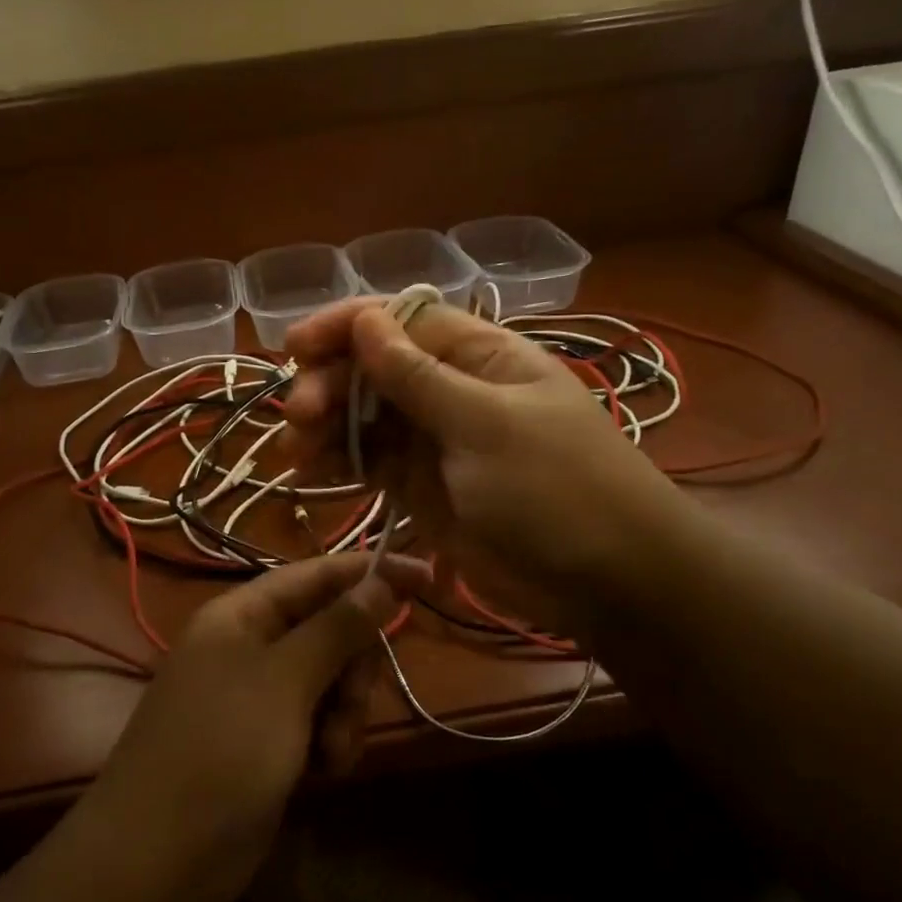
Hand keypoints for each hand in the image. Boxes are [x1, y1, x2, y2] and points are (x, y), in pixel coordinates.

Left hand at [83, 552, 428, 901]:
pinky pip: (317, 720)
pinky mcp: (266, 741)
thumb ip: (336, 628)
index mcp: (241, 615)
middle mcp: (248, 646)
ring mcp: (257, 696)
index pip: (316, 575)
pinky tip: (324, 773)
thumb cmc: (220, 753)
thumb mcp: (285, 682)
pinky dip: (329, 741)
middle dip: (353, 667)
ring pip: (329, 679)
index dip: (370, 572)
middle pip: (329, 629)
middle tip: (350, 704)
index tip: (428, 577)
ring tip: (333, 754)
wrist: (157, 864)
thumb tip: (379, 579)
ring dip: (345, 713)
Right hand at [282, 298, 687, 635]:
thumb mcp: (486, 424)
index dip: (346, 326)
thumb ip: (418, 376)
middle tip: (300, 417)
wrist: (609, 582)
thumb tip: (366, 319)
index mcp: (480, 356)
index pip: (402, 321)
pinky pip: (371, 465)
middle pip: (374, 370)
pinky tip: (307, 475)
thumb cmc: (556, 488)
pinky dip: (338, 466)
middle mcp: (453, 390)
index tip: (295, 348)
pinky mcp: (423, 488)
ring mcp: (436, 442)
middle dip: (331, 385)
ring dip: (324, 428)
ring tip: (293, 452)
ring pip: (365, 419)